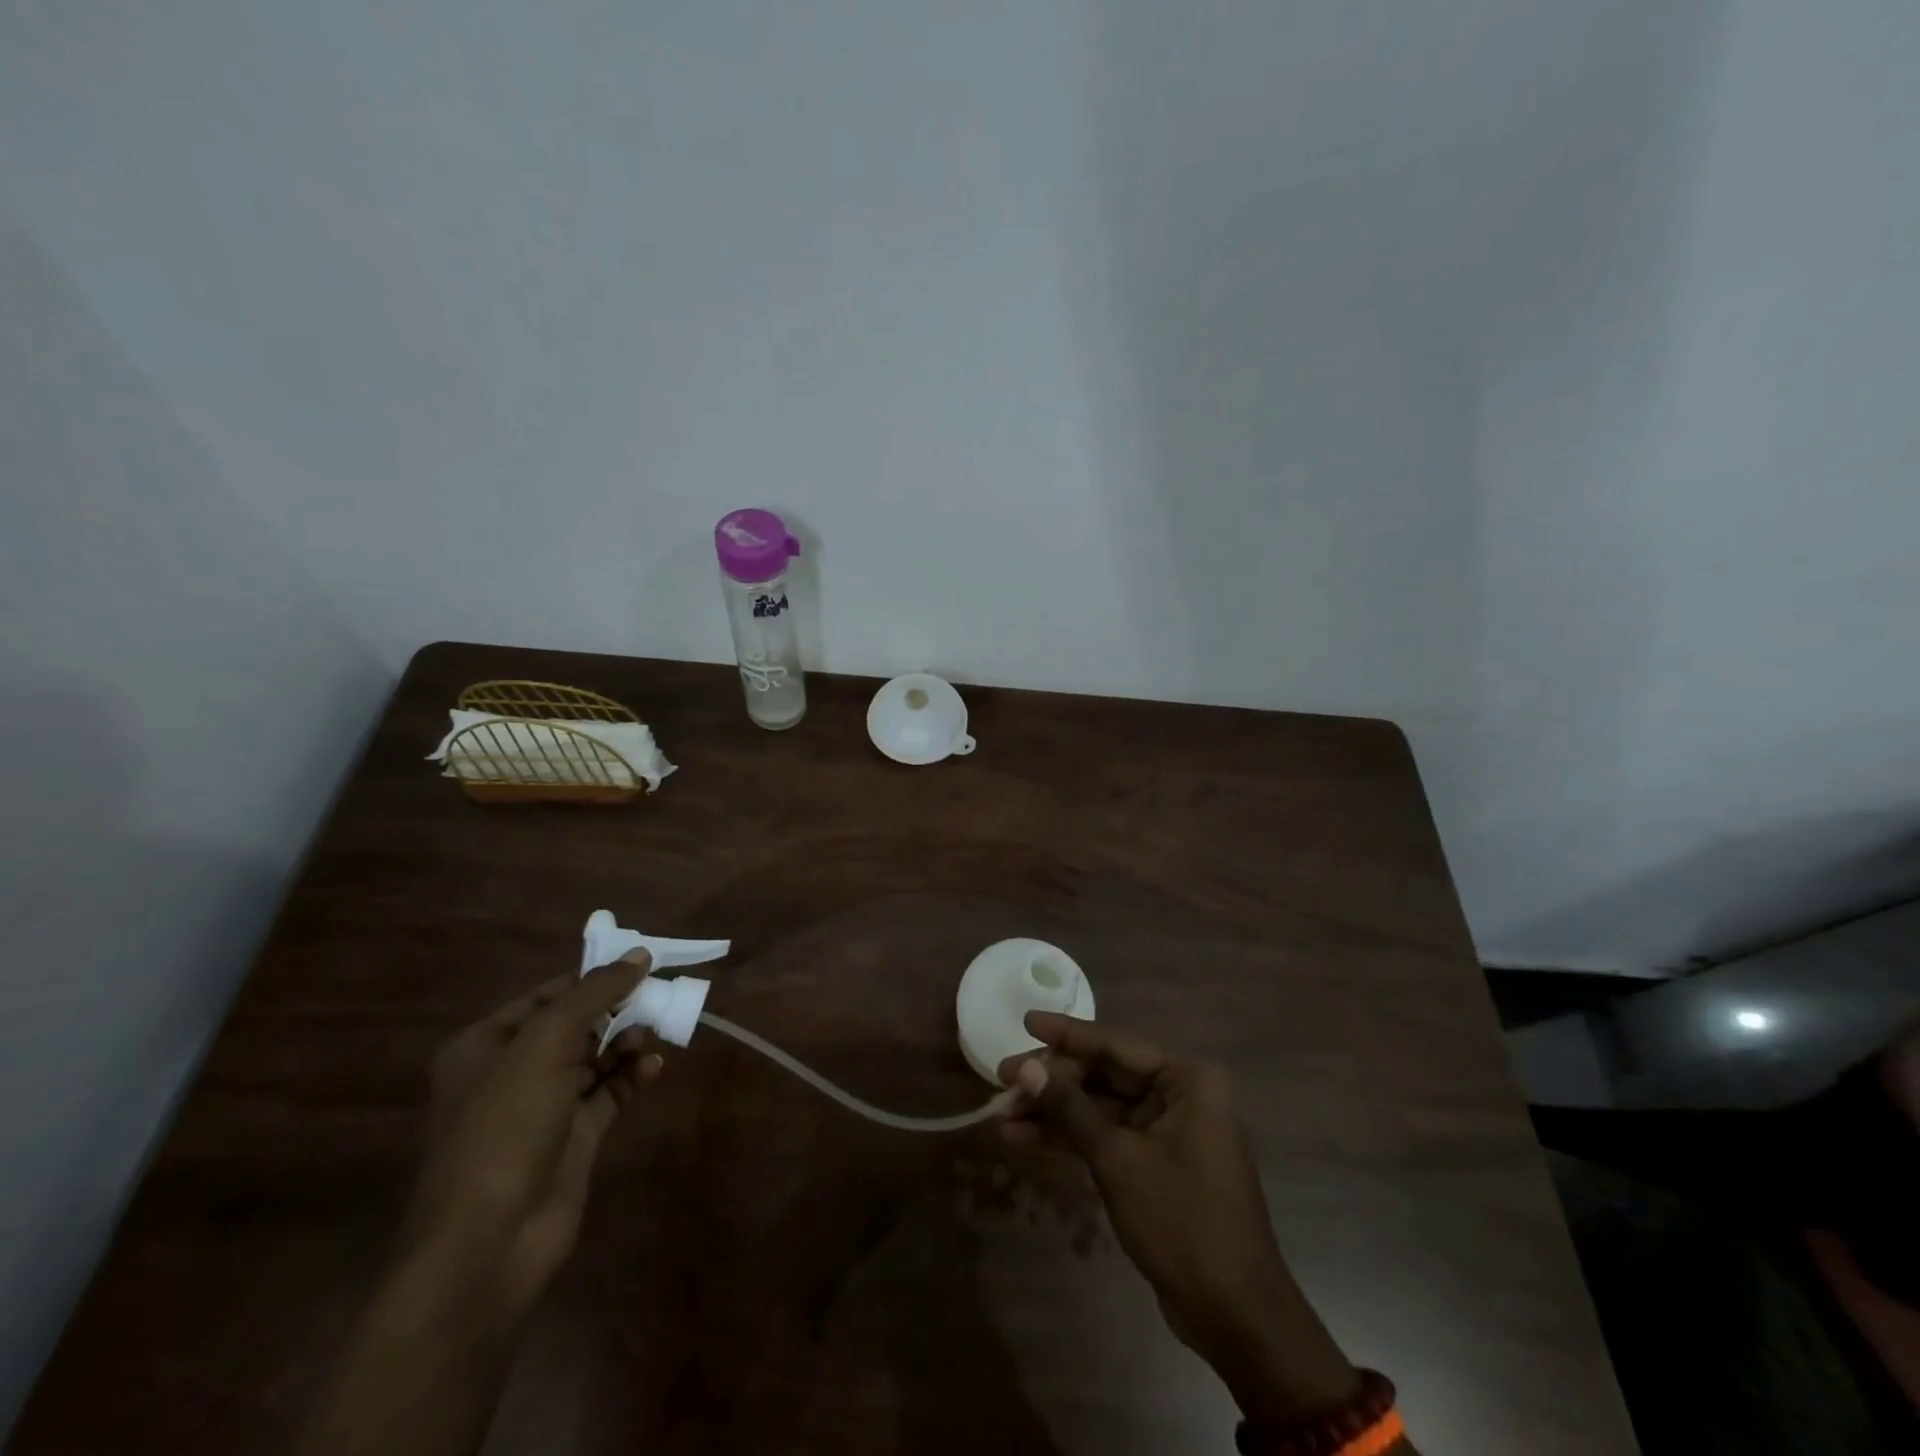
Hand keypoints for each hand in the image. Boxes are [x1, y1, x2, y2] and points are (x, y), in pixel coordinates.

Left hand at [402, 958, 660, 1326]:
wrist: (489, 1241)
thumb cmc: (506, 1125)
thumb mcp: (547, 1042)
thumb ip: (594, 993)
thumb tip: (638, 955)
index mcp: (486, 1045)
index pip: (547, 995)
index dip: (592, 978)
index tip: (640, 964)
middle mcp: (511, 1072)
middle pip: (575, 1025)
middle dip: (616, 1010)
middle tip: (657, 997)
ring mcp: (543, 1108)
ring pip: (594, 1058)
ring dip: (626, 1043)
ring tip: (653, 1034)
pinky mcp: (572, 1139)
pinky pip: (608, 1094)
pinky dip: (631, 1077)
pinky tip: (654, 1069)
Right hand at [999, 1013, 1358, 1425]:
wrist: (1233, 1314)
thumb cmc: (1181, 1219)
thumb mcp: (1117, 1158)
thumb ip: (1069, 1108)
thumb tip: (1024, 1066)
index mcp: (1186, 1079)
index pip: (1115, 1044)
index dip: (1066, 1033)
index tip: (1026, 1020)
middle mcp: (1179, 1094)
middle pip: (1104, 1075)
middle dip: (1052, 1081)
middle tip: (1002, 1078)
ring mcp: (1167, 1130)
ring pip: (1100, 1108)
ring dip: (1053, 1113)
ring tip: (1002, 1114)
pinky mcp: (1154, 1163)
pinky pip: (1106, 1137)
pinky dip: (1070, 1139)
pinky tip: (1024, 1139)